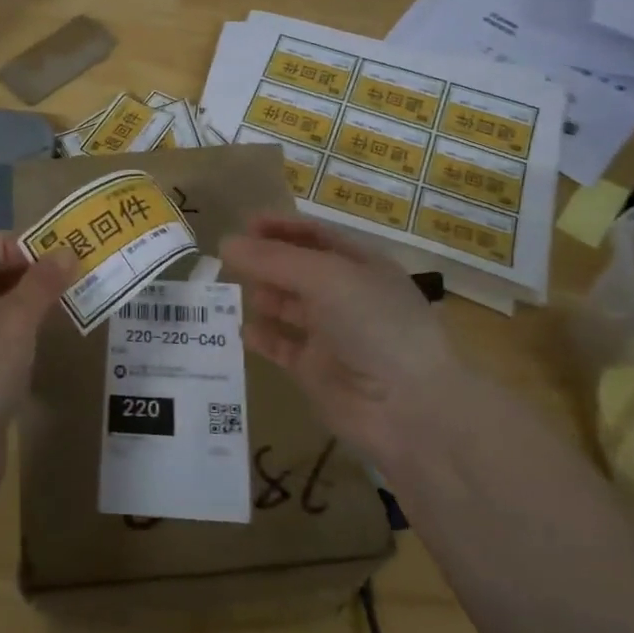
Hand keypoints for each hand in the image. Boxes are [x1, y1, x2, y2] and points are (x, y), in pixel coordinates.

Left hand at [0, 231, 75, 475]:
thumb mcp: (15, 320)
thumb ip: (42, 283)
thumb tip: (67, 252)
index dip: (10, 242)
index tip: (48, 258)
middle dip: (24, 271)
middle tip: (65, 278)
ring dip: (25, 302)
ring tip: (62, 305)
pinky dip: (18, 332)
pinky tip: (43, 341)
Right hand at [222, 214, 465, 467]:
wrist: (408, 408)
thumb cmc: (374, 325)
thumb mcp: (325, 278)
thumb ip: (273, 260)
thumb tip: (226, 243)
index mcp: (361, 266)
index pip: (316, 236)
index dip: (282, 227)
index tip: (245, 224)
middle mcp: (346, 296)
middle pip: (298, 270)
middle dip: (266, 261)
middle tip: (227, 258)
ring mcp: (331, 335)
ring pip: (288, 306)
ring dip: (262, 295)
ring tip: (231, 289)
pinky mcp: (316, 370)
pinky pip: (282, 346)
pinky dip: (263, 337)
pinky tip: (243, 330)